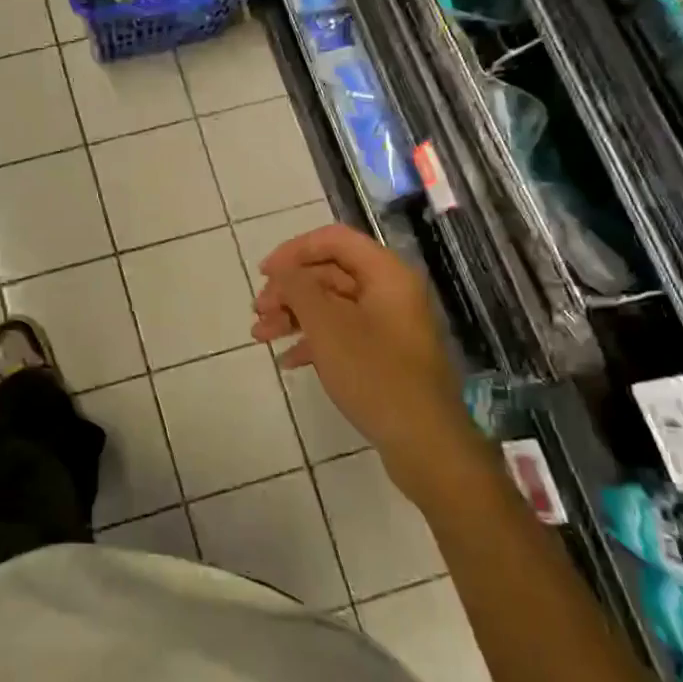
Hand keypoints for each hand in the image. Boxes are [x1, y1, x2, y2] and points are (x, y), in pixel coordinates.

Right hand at [252, 225, 465, 498]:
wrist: (424, 442)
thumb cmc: (374, 374)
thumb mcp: (327, 326)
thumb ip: (299, 288)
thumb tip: (283, 270)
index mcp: (386, 273)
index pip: (334, 239)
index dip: (294, 251)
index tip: (264, 274)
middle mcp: (390, 291)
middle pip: (330, 272)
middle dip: (289, 290)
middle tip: (258, 313)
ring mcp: (389, 324)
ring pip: (332, 304)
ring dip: (294, 316)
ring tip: (261, 337)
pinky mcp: (385, 354)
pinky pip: (343, 332)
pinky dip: (313, 340)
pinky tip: (290, 361)